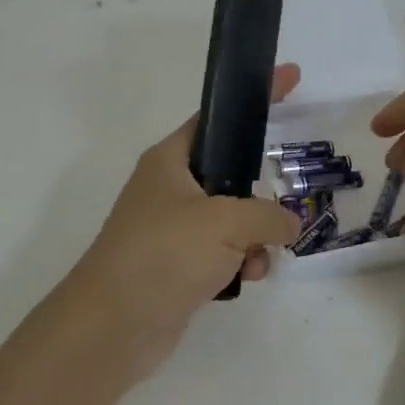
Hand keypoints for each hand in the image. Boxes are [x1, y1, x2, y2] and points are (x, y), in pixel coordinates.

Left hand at [62, 64, 302, 380]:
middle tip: (280, 207)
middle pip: (231, 173)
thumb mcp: (225, 221)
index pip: (220, 116)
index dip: (255, 97)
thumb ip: (268, 214)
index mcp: (171, 159)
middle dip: (260, 195)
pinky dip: (240, 262)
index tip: (292, 76)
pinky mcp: (179, 266)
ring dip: (254, 237)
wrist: (112, 328)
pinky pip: (224, 252)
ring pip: (233, 218)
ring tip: (256, 257)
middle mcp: (171, 188)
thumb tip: (289, 225)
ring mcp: (174, 229)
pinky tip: (245, 280)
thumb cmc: (163, 254)